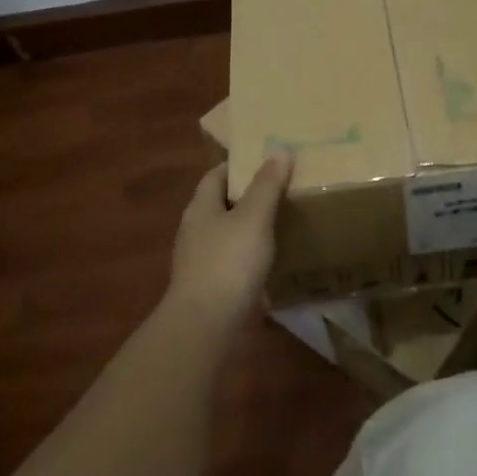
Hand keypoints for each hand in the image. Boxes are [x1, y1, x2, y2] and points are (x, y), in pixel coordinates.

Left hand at [165, 152, 292, 330]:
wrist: (205, 326)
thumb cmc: (228, 262)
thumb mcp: (253, 217)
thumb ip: (267, 185)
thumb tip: (279, 149)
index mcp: (200, 207)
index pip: (216, 175)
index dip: (238, 166)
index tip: (266, 161)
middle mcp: (195, 231)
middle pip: (221, 204)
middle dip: (247, 197)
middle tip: (281, 190)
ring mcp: (199, 262)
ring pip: (227, 235)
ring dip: (249, 229)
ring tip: (281, 224)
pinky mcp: (210, 288)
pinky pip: (232, 263)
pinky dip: (249, 258)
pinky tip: (270, 262)